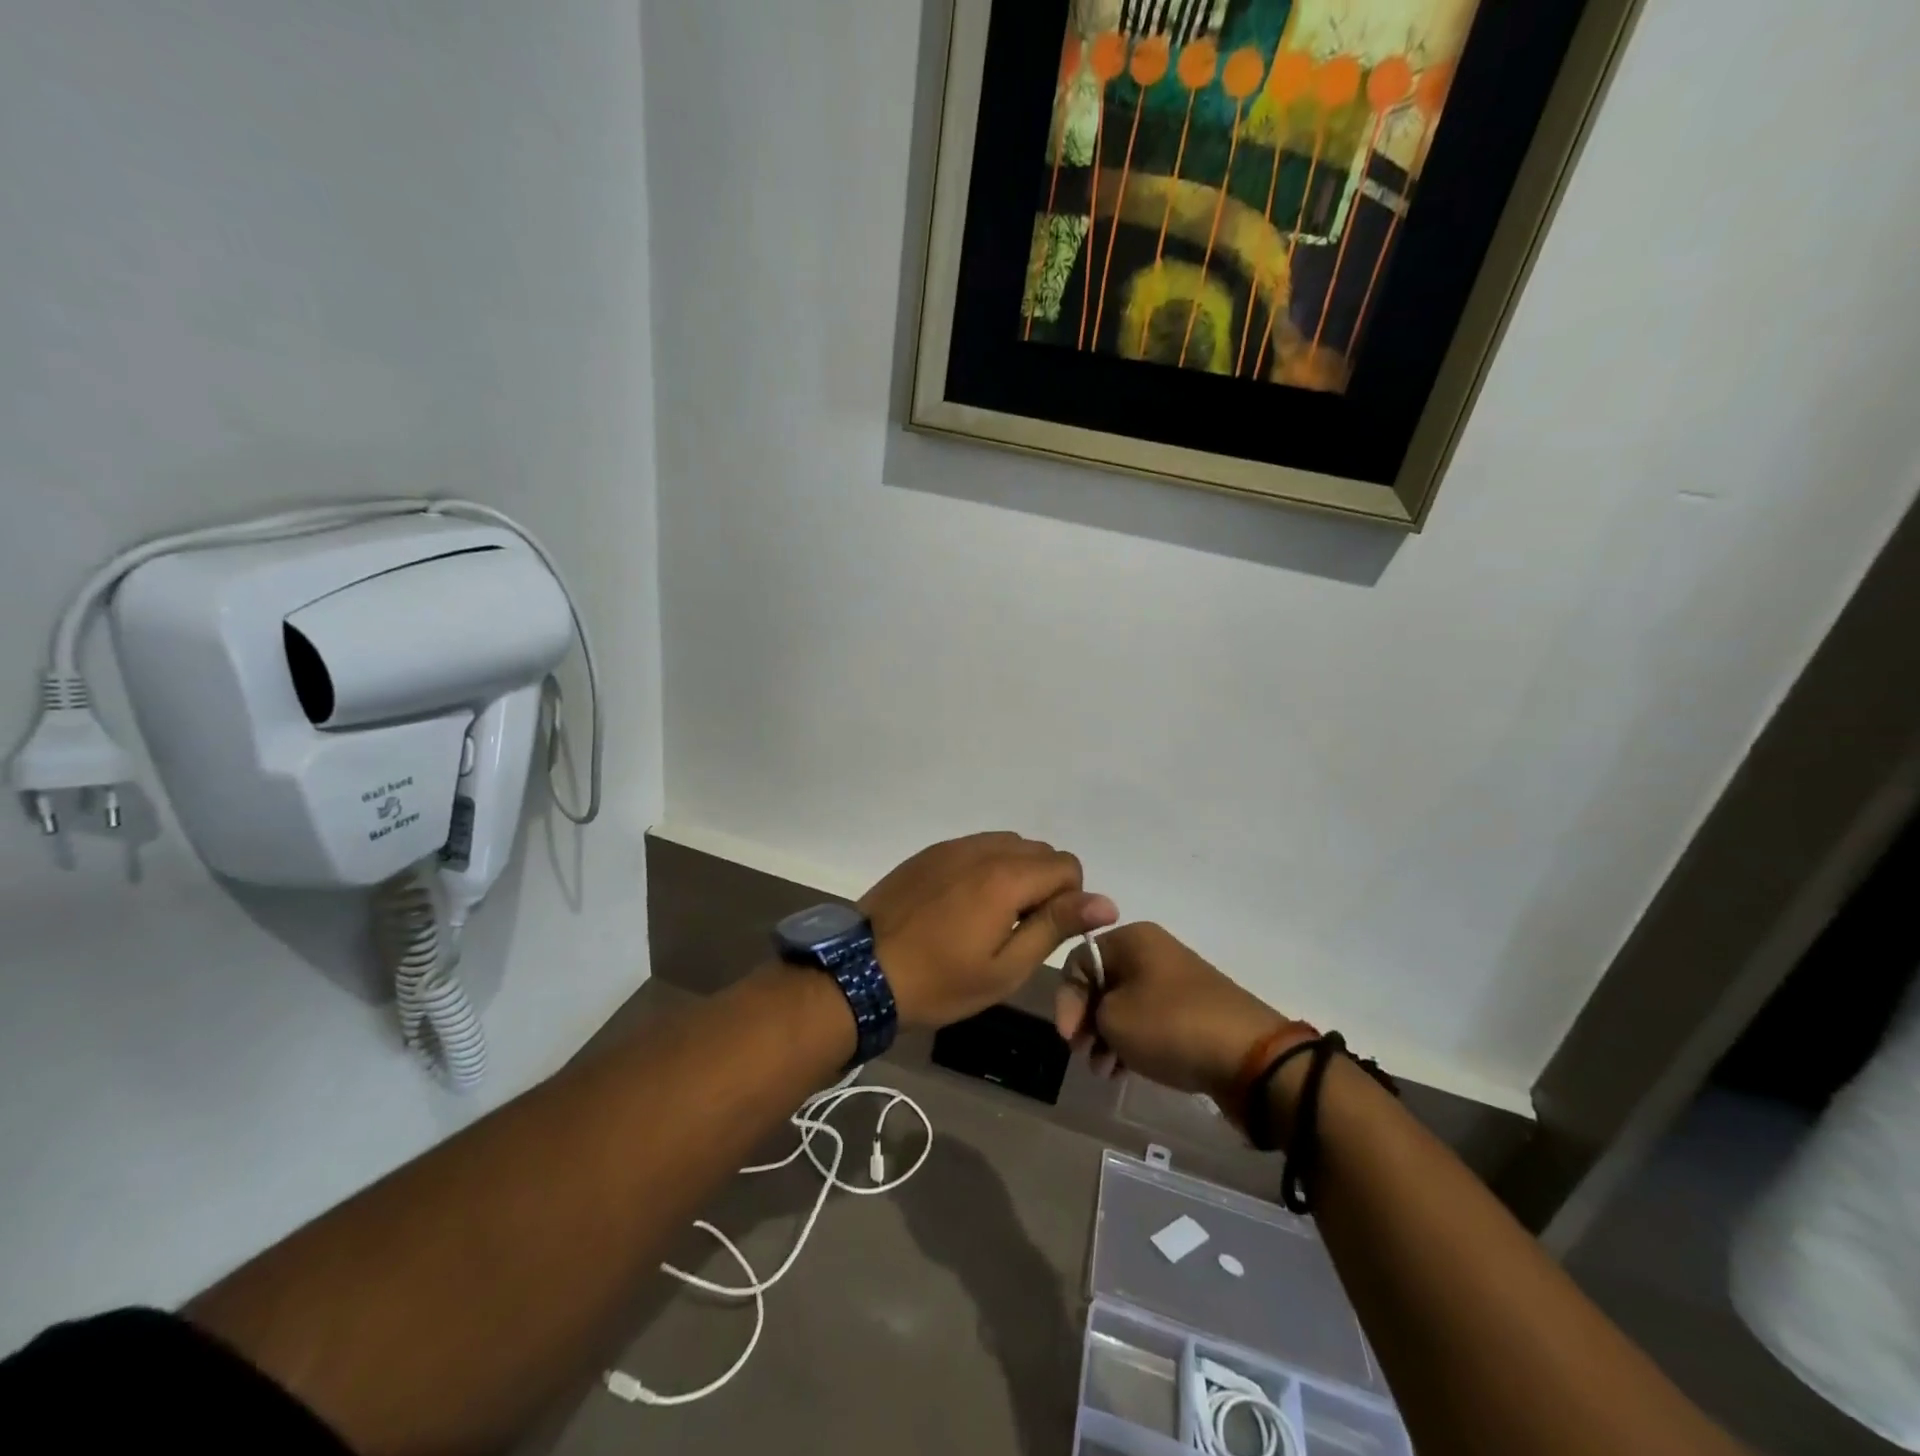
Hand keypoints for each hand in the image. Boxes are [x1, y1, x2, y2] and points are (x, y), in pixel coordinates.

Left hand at [861, 833, 1117, 1028]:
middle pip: (1039, 850)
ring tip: (991, 917)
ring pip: (1008, 844)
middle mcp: (982, 849)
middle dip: (1045, 884)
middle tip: (1017, 929)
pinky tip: (962, 905)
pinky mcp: (928, 853)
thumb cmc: (940, 981)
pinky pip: (976, 847)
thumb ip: (1055, 926)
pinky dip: (986, 867)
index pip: (1067, 865)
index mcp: (1006, 876)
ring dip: (1016, 873)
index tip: (1043, 932)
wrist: (861, 972)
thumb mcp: (1006, 968)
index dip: (1069, 899)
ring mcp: (951, 847)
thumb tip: (1105, 901)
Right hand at [1055, 923, 1309, 1102]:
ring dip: (1107, 1037)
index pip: (1079, 960)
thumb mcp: (1112, 1017)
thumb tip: (1097, 1017)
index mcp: (1133, 939)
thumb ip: (1088, 1011)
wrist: (1250, 1057)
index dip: (1067, 999)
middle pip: (1102, 983)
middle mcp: (1154, 952)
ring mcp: (1176, 983)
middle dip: (1087, 1021)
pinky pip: (1149, 1022)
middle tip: (1083, 1055)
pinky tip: (1125, 1071)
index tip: (1068, 1038)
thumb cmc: (1170, 1026)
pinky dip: (1132, 1043)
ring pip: (1125, 1006)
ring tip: (1105, 1071)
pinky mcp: (1193, 1012)